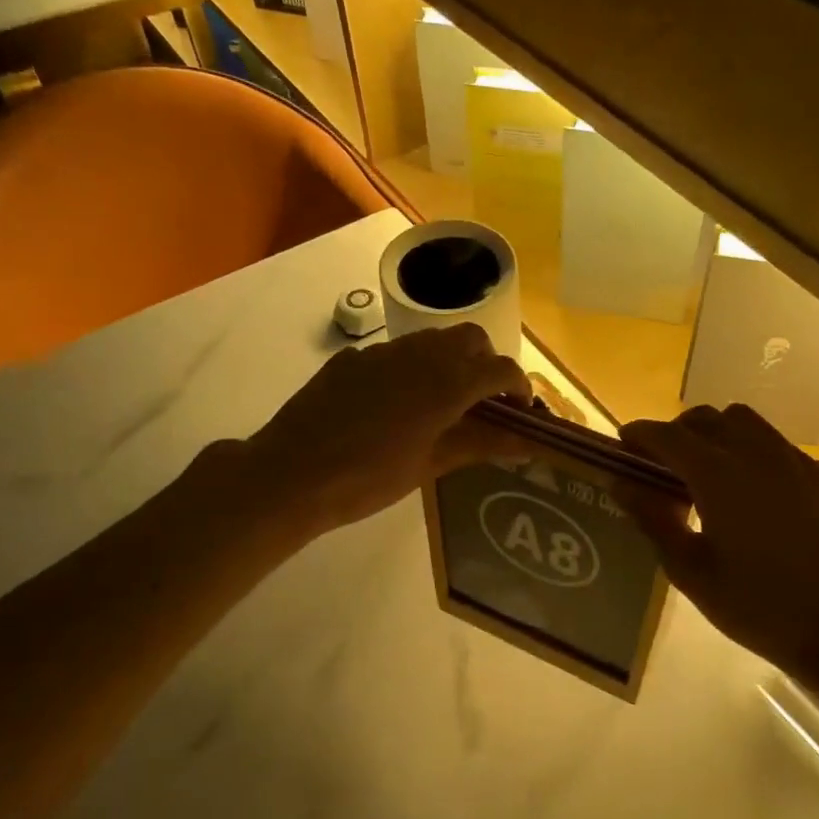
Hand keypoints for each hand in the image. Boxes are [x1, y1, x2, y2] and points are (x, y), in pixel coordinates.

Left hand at [240, 324, 532, 533]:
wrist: (292, 474)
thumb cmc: (369, 479)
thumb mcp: (431, 465)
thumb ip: (481, 445)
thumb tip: (526, 443)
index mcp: (446, 382)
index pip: (501, 368)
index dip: (519, 387)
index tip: (520, 411)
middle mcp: (420, 354)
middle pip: (470, 339)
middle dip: (486, 363)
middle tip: (483, 402)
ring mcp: (382, 352)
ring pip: (432, 340)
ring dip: (450, 361)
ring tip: (442, 403)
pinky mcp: (352, 359)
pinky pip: (395, 353)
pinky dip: (412, 368)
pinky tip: (395, 406)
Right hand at [619, 405, 818, 687]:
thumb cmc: (755, 605)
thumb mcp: (690, 571)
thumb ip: (652, 520)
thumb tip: (621, 484)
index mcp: (718, 475)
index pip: (668, 435)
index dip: (640, 434)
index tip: (625, 443)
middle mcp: (757, 453)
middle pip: (708, 418)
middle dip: (679, 431)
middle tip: (665, 462)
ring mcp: (797, 461)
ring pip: (748, 423)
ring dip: (720, 434)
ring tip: (711, 469)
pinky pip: (781, 448)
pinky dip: (757, 456)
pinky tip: (759, 493)